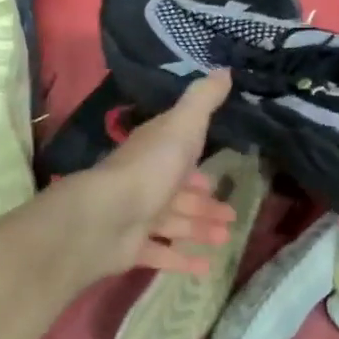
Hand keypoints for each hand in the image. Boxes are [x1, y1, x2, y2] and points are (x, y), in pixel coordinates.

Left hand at [58, 70, 238, 279]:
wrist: (107, 216)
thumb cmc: (149, 168)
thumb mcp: (182, 126)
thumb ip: (203, 100)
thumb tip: (224, 69)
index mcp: (155, 154)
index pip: (177, 157)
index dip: (197, 166)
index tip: (217, 177)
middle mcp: (145, 184)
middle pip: (178, 194)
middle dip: (204, 203)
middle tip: (231, 215)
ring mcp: (136, 218)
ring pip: (173, 223)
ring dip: (199, 229)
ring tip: (226, 238)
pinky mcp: (132, 249)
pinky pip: (162, 254)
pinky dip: (182, 260)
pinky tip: (207, 268)